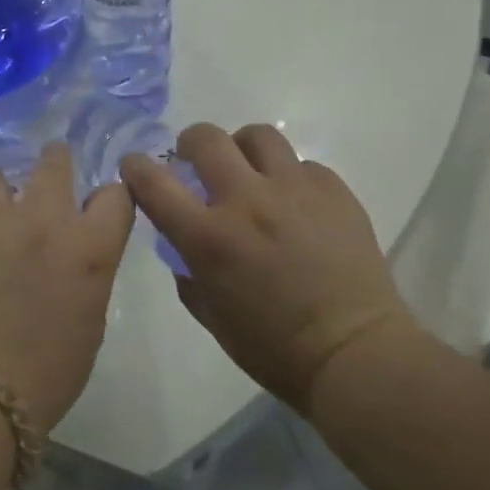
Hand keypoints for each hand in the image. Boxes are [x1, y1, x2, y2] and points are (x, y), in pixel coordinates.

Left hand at [0, 142, 134, 434]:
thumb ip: (86, 277)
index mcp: (87, 248)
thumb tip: (72, 261)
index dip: (110, 199)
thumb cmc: (42, 377)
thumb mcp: (88, 326)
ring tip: (1, 207)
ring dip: (6, 188)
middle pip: (55, 163)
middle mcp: (42, 221)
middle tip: (53, 169)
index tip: (101, 207)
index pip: (115, 195)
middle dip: (57, 162)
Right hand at [121, 123, 423, 411]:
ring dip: (241, 148)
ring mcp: (294, 189)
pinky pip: (302, 165)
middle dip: (190, 143)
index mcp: (208, 237)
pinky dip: (288, 177)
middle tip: (196, 161)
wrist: (354, 353)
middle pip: (206, 139)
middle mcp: (247, 200)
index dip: (136, 168)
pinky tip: (295, 203)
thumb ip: (188, 274)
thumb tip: (185, 245)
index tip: (135, 166)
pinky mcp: (334, 190)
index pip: (155, 183)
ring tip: (248, 169)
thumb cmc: (274, 348)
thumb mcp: (211, 316)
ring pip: (257, 136)